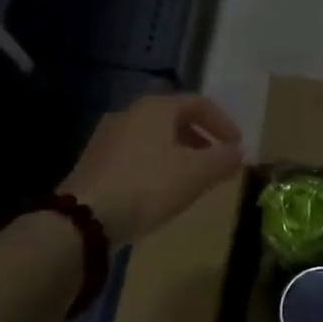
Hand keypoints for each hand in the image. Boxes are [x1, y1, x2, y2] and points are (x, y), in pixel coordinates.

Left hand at [62, 94, 244, 247]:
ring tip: (193, 178)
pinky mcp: (94, 162)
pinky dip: (157, 165)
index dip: (223, 122)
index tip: (238, 145)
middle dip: (201, 139)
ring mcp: (107, 138)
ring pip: (154, 138)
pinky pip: (136, 155)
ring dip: (179, 153)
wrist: (84, 218)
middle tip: (218, 160)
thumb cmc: (147, 186)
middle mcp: (129, 114)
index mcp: (155, 108)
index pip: (199, 103)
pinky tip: (162, 190)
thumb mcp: (196, 173)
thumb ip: (223, 159)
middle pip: (174, 119)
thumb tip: (238, 152)